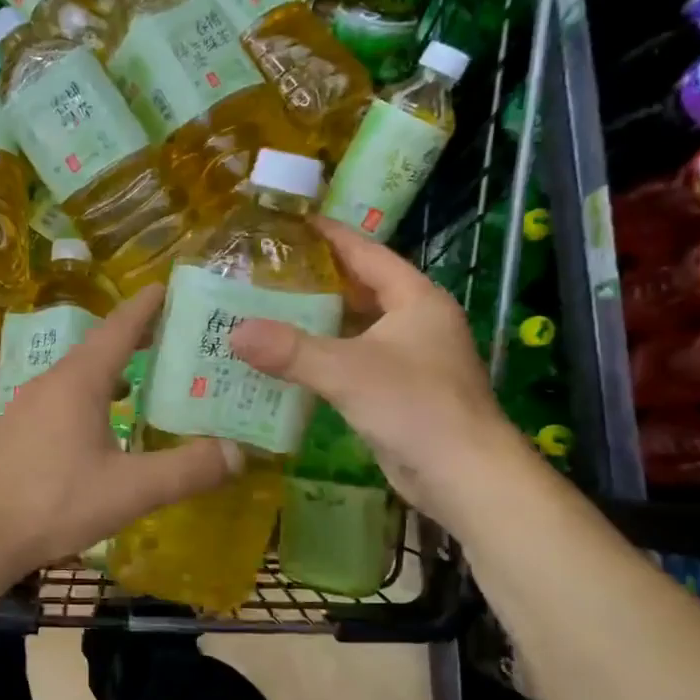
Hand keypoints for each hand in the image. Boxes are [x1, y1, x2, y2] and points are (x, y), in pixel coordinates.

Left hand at [0, 284, 239, 572]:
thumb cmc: (54, 502)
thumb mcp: (130, 490)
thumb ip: (186, 470)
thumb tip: (238, 453)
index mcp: (79, 381)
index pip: (119, 328)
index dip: (146, 306)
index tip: (168, 287)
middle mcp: (52, 382)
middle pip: (99, 348)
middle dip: (136, 338)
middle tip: (175, 337)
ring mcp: (29, 406)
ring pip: (80, 375)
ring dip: (114, 371)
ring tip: (146, 379)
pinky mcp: (19, 431)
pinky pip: (65, 398)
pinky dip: (94, 396)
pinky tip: (106, 425)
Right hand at [228, 217, 528, 530]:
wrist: (464, 477)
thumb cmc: (415, 407)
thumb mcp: (348, 371)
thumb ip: (291, 350)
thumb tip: (234, 332)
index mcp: (416, 299)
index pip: (368, 252)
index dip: (330, 236)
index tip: (291, 222)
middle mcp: (416, 322)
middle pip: (361, 289)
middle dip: (317, 280)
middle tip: (266, 271)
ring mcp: (411, 358)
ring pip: (357, 328)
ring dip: (318, 321)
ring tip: (268, 311)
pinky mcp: (400, 392)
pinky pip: (354, 362)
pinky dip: (325, 357)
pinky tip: (290, 362)